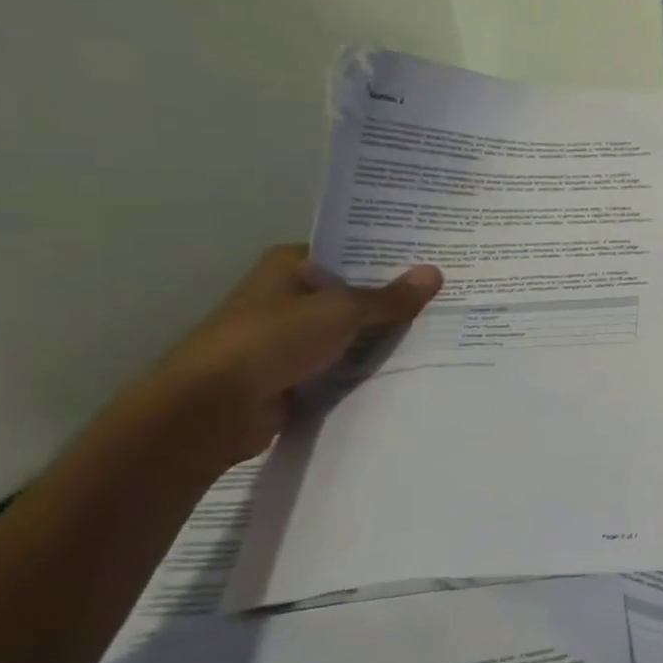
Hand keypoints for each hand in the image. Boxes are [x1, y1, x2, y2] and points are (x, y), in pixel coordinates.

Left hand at [126, 244, 442, 471]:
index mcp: (290, 266)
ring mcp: (290, 337)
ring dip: (383, 336)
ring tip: (441, 332)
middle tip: (449, 298)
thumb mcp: (341, 312)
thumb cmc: (271, 341)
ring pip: (350, 332)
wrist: (213, 410)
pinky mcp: (294, 374)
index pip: (350, 253)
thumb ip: (390, 297)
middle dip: (394, 300)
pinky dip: (367, 367)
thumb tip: (436, 272)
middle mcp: (288, 296)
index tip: (435, 262)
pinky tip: (410, 367)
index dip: (390, 258)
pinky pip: (342, 365)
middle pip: (353, 294)